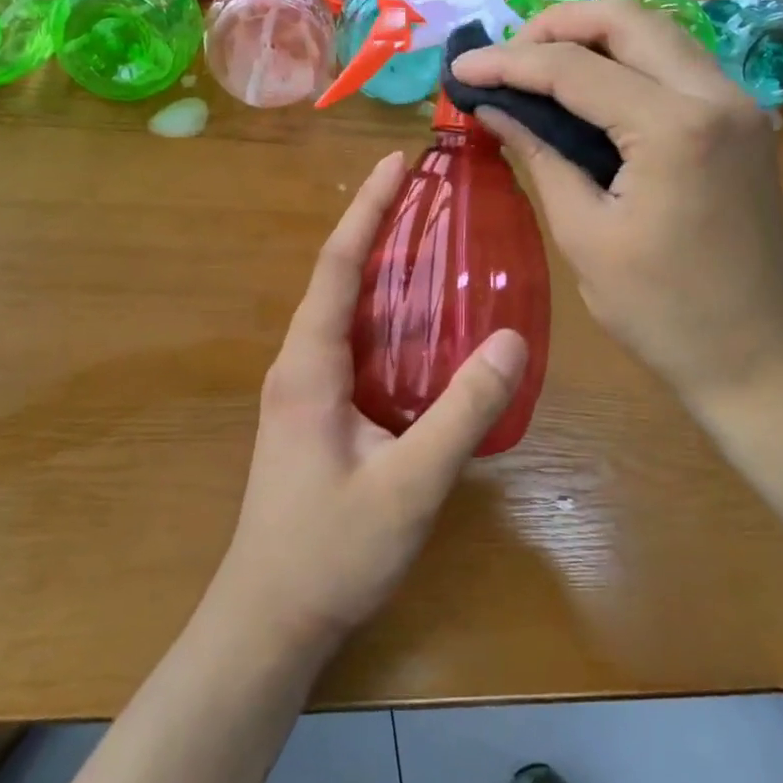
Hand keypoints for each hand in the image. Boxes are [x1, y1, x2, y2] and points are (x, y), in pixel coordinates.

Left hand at [216, 153, 527, 653]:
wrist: (270, 619)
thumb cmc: (331, 551)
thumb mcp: (410, 483)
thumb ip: (463, 412)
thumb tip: (512, 340)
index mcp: (309, 365)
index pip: (336, 266)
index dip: (367, 211)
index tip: (395, 163)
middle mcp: (299, 363)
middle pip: (339, 277)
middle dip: (378, 228)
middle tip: (431, 194)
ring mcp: (304, 388)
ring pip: (346, 310)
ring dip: (382, 270)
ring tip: (434, 241)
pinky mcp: (317, 412)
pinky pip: (353, 343)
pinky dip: (385, 315)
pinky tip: (425, 324)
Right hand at [451, 0, 782, 408]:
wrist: (759, 358)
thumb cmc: (663, 312)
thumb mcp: (585, 235)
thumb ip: (539, 155)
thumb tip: (492, 107)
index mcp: (674, 128)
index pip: (574, 68)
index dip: (508, 62)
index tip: (460, 67)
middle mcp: (716, 94)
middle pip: (627, 18)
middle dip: (555, 25)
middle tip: (505, 56)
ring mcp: (739, 103)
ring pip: (657, 31)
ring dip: (593, 35)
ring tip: (537, 64)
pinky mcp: (743, 121)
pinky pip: (677, 62)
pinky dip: (627, 59)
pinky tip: (589, 87)